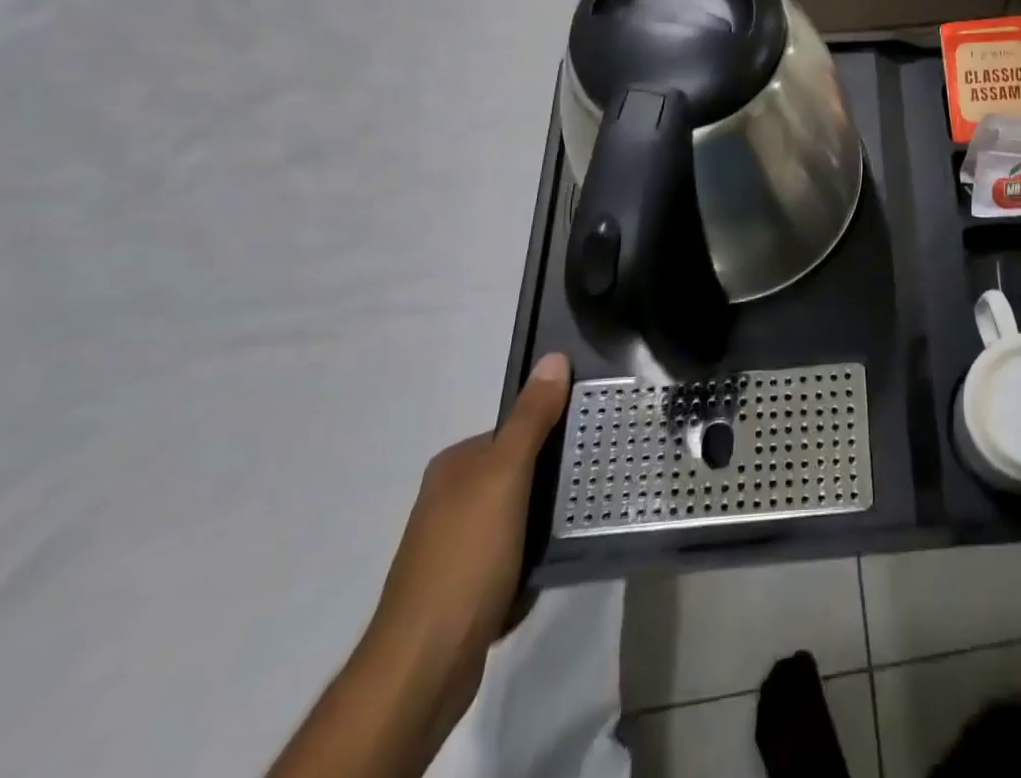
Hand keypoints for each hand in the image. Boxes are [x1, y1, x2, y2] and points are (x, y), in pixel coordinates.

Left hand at [359, 353, 571, 729]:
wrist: (426, 662)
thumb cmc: (467, 555)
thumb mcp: (506, 474)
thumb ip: (532, 418)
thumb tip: (553, 357)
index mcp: (455, 466)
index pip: (517, 431)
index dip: (553, 433)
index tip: (590, 441)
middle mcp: (451, 498)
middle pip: (520, 471)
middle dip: (553, 477)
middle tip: (594, 480)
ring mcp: (456, 544)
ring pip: (520, 513)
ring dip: (547, 518)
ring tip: (584, 518)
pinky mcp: (467, 585)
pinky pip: (513, 552)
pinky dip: (534, 554)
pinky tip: (553, 560)